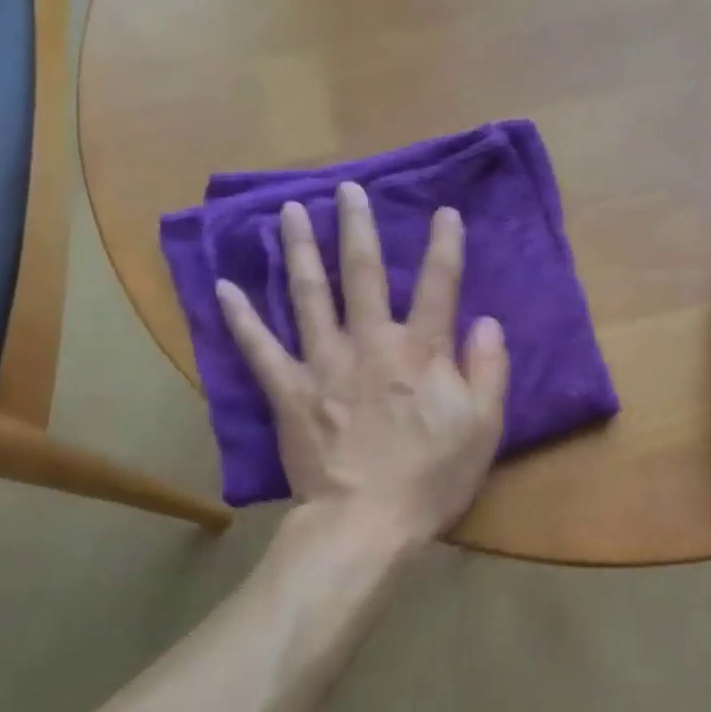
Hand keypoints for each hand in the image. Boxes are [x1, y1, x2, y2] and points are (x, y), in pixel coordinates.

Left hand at [217, 183, 509, 546]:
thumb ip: (488, 370)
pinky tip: (222, 286)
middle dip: (358, 227)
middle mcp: (370, 343)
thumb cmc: (432, 478)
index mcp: (421, 351)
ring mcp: (324, 364)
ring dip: (301, 249)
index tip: (444, 213)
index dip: (445, 246)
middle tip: (349, 189)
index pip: (440, 285)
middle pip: (364, 274)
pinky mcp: (290, 392)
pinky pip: (259, 349)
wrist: (366, 523)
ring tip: (290, 210)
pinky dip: (240, 317)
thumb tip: (487, 322)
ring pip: (309, 295)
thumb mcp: (483, 427)